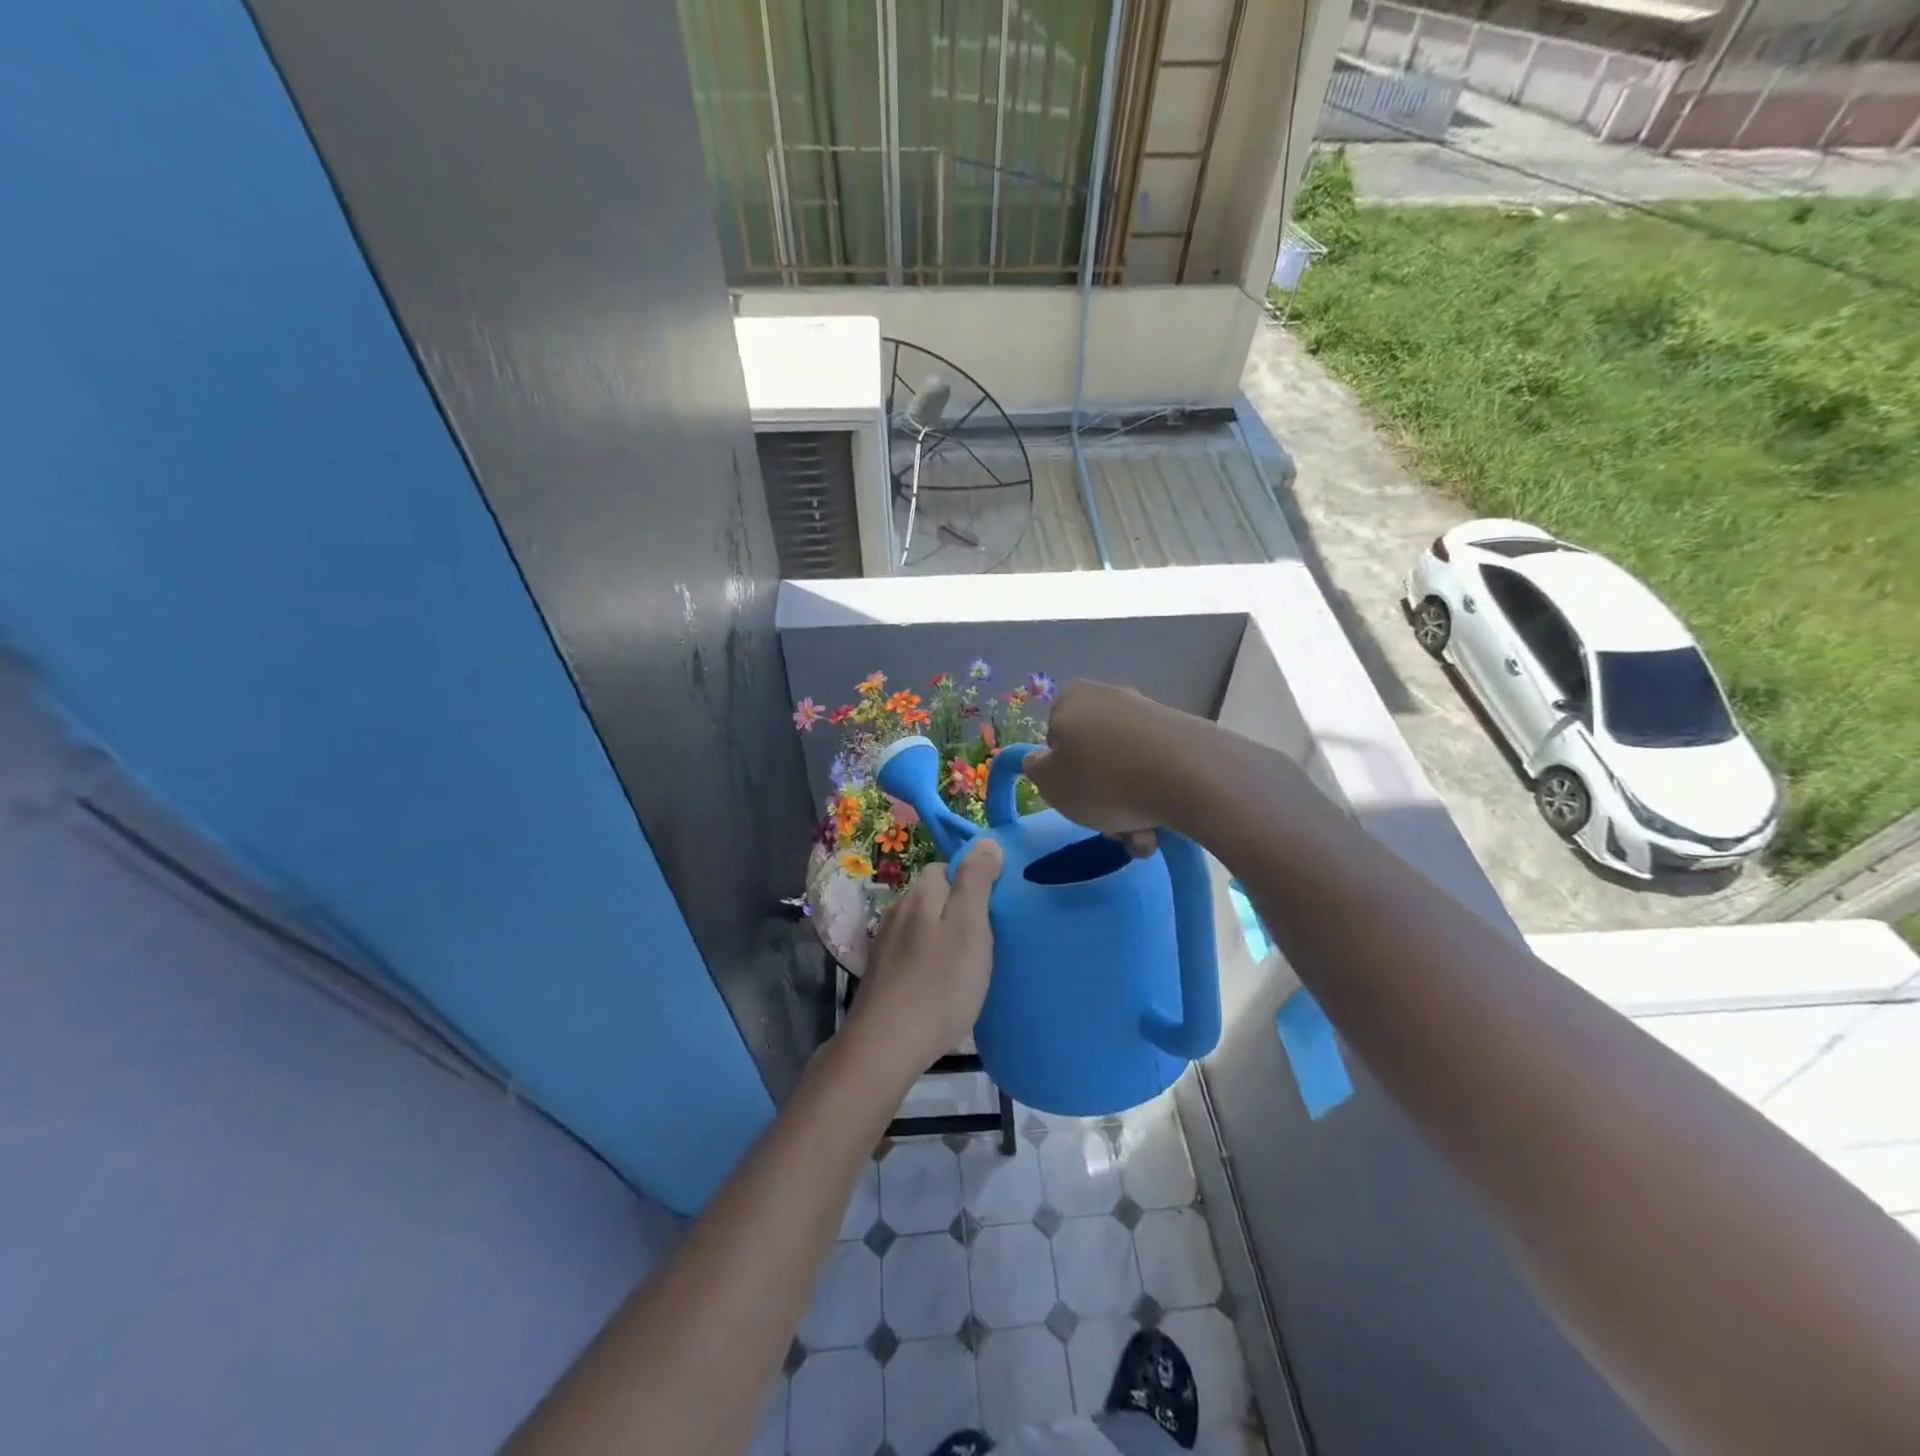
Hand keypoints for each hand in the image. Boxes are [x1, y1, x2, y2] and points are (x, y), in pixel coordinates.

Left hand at [848, 840, 1003, 1072]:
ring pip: (922, 924)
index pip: (947, 867)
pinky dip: (929, 959)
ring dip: (943, 935)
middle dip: (959, 909)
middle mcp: (898, 910)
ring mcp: (885, 942)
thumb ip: (976, 882)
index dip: (972, 881)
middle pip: (934, 895)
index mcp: (920, 894)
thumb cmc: (939, 984)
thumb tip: (985, 843)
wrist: (885, 1046)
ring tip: (966, 964)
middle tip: (985, 940)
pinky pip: (912, 951)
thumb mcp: (969, 927)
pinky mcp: (881, 972)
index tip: (993, 910)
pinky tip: (940, 983)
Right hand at [1023, 681, 1183, 852]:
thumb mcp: (1049, 782)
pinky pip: (1158, 772)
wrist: (1190, 776)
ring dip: (1129, 810)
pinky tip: (1165, 825)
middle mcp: (1110, 698)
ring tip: (1142, 836)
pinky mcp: (1184, 734)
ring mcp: (1150, 715)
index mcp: (1072, 699)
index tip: (1074, 799)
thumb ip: (1035, 769)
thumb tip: (1042, 759)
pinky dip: (1156, 799)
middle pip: (1094, 759)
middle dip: (1101, 800)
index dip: (1062, 775)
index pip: (1054, 740)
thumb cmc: (1104, 779)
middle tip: (1112, 829)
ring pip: (1127, 772)